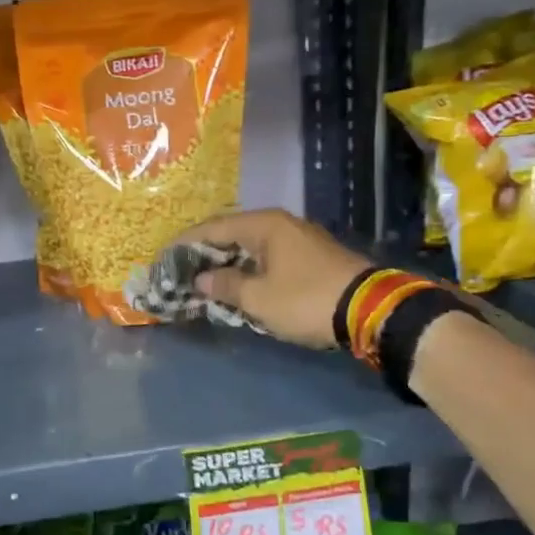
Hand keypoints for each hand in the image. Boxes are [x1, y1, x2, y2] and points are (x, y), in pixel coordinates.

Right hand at [176, 209, 368, 348]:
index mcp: (264, 225)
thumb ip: (225, 285)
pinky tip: (238, 283)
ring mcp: (299, 239)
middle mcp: (281, 224)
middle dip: (205, 252)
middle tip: (181, 268)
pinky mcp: (311, 257)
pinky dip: (248, 268)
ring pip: (251, 246)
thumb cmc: (306, 300)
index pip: (213, 228)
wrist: (370, 310)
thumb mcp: (258, 298)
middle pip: (232, 233)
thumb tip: (201, 278)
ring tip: (204, 278)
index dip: (186, 242)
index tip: (164, 255)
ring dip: (227, 261)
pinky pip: (268, 256)